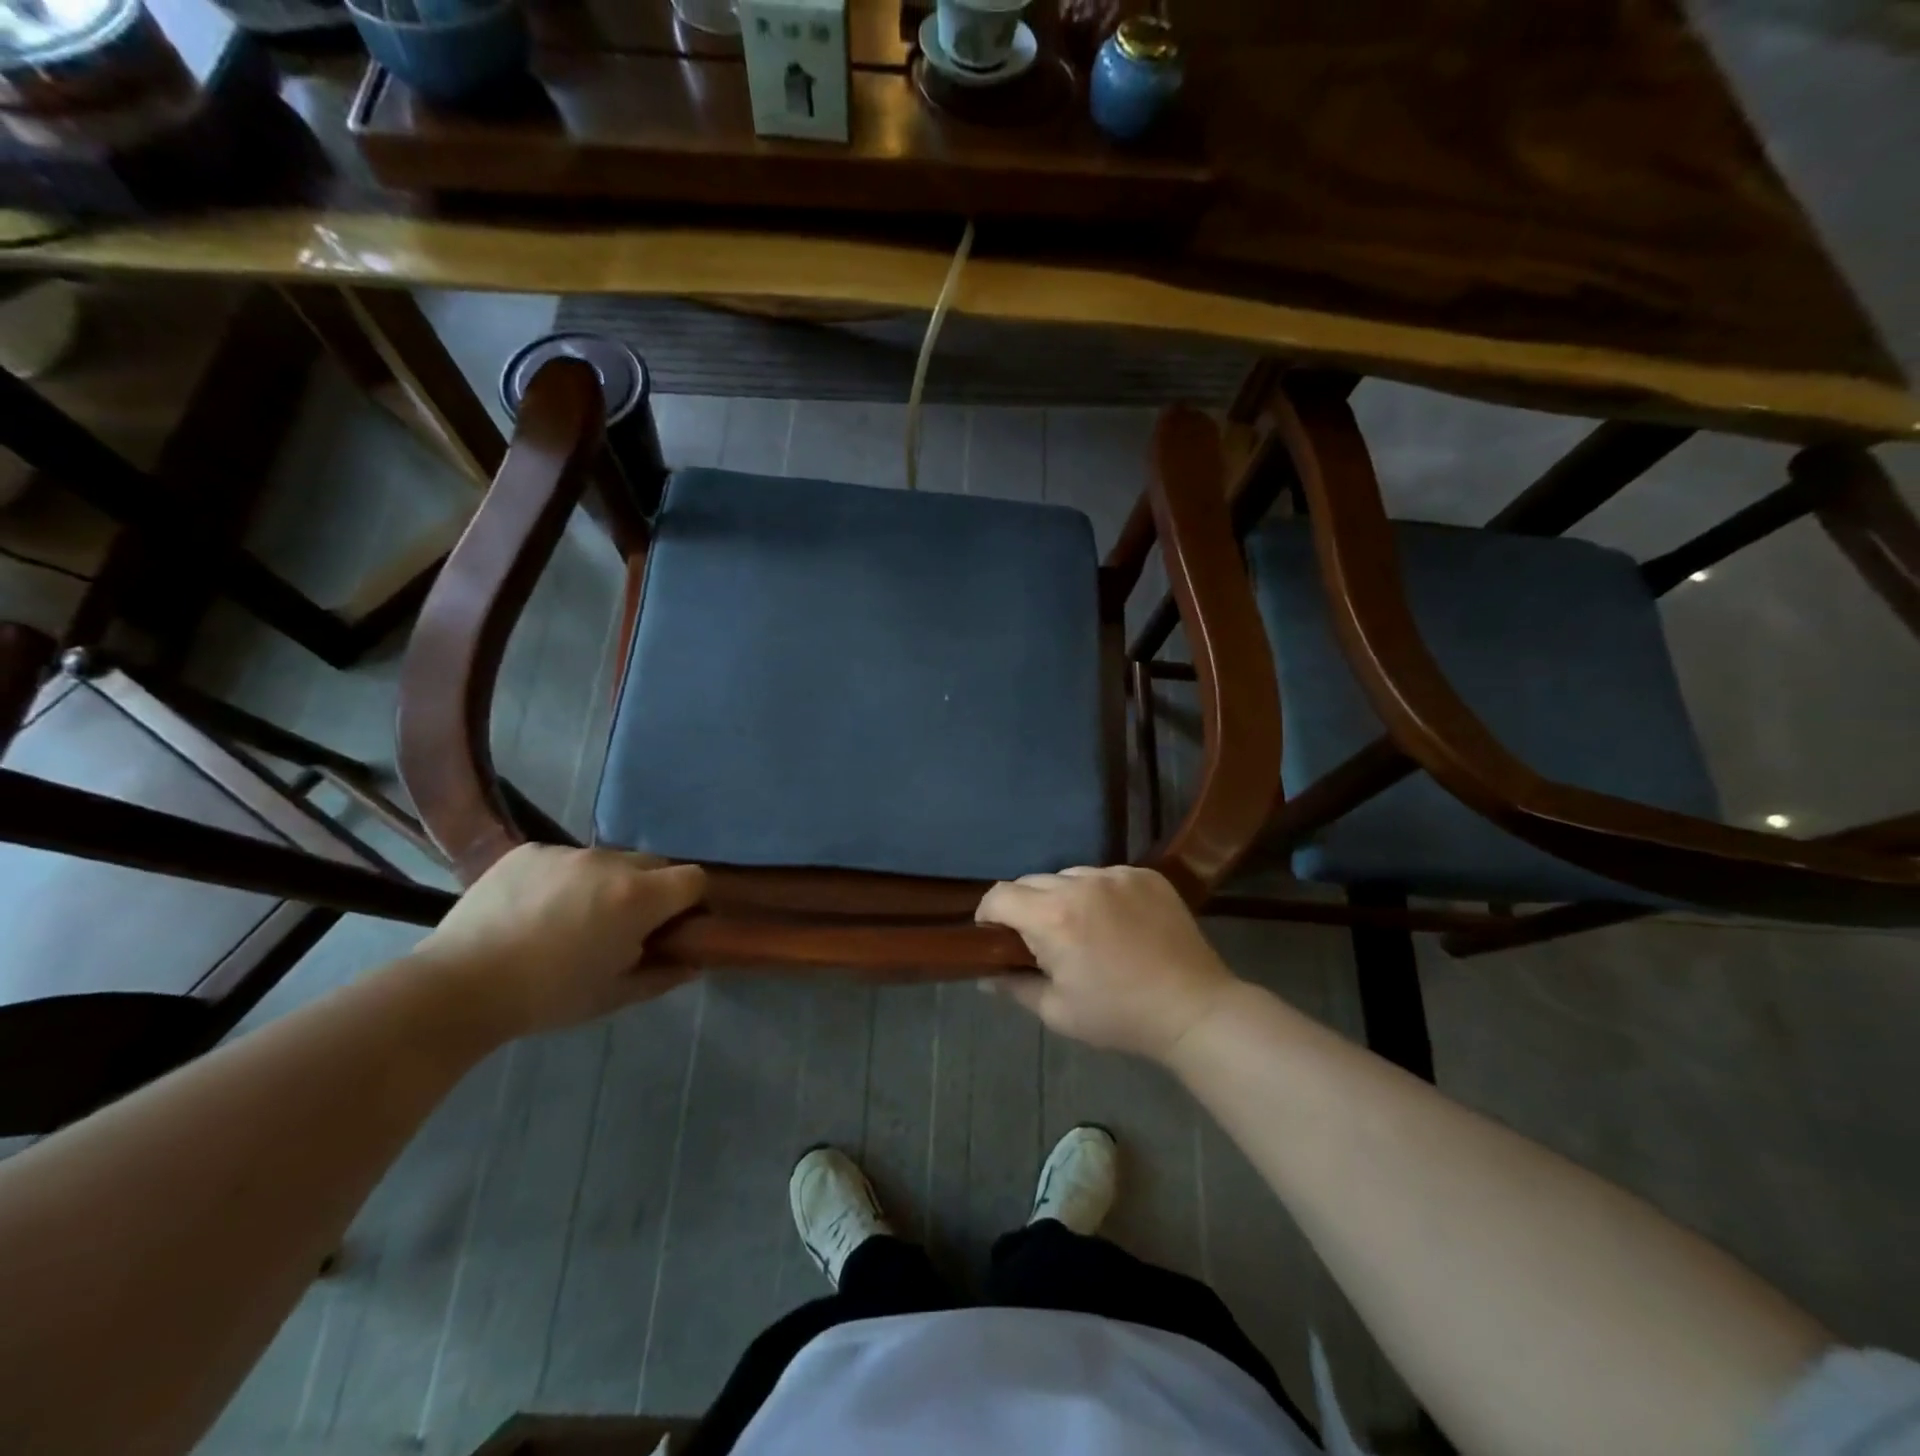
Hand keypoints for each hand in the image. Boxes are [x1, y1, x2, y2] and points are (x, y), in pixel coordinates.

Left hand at [408, 845, 705, 1038]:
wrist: (458, 987)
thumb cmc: (548, 997)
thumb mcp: (615, 995)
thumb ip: (664, 975)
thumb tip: (693, 962)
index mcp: (638, 897)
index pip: (694, 878)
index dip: (692, 901)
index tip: (676, 925)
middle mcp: (610, 862)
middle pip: (655, 864)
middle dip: (652, 890)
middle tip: (626, 926)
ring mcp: (567, 852)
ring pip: (608, 861)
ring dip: (607, 884)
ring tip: (573, 920)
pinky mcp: (529, 850)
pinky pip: (565, 859)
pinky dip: (564, 880)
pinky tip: (536, 911)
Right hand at [975, 866, 1236, 1061]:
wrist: (1193, 1009)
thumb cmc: (1119, 1016)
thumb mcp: (1058, 1011)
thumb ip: (1014, 986)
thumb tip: (985, 974)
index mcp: (1053, 916)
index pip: (1000, 895)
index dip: (988, 914)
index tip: (994, 935)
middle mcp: (1081, 884)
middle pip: (1031, 881)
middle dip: (1025, 907)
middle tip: (1039, 940)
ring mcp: (1117, 875)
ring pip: (1069, 876)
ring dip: (1062, 897)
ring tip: (1081, 929)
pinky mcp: (1145, 875)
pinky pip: (1105, 876)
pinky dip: (1099, 894)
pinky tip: (1115, 922)